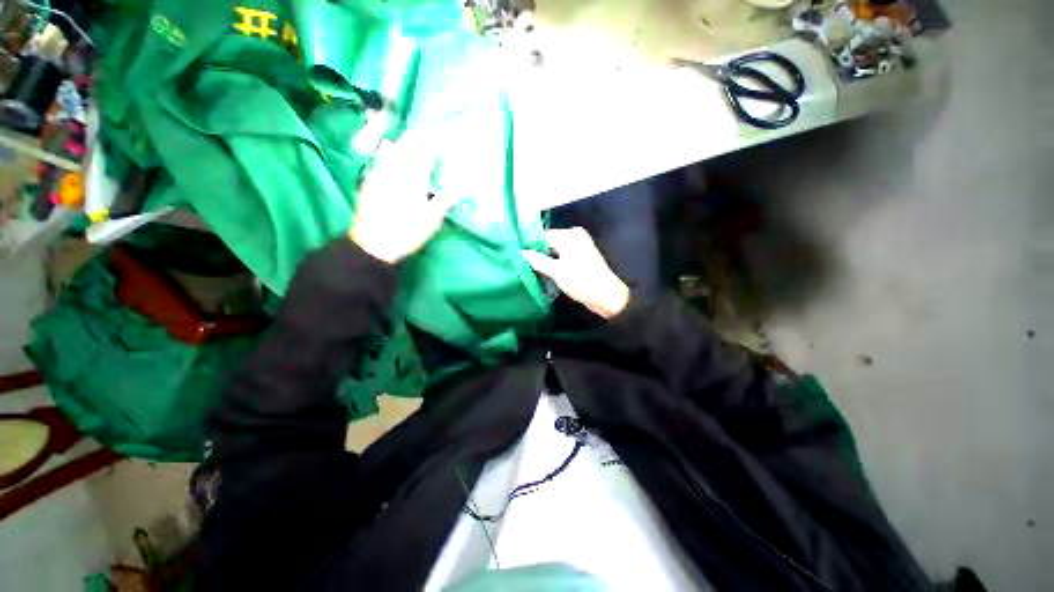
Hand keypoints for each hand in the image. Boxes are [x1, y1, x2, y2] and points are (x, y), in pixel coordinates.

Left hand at [349, 137, 457, 263]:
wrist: (374, 243)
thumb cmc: (408, 232)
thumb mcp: (432, 220)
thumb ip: (445, 200)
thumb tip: (459, 188)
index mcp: (415, 178)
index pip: (425, 155)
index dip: (432, 147)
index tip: (438, 143)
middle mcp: (396, 171)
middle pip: (405, 148)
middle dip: (414, 141)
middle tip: (421, 138)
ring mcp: (379, 175)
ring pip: (387, 151)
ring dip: (396, 145)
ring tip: (400, 143)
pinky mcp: (367, 182)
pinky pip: (375, 162)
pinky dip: (381, 157)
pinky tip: (383, 161)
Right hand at [523, 228, 630, 319]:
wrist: (607, 296)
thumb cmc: (581, 281)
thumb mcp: (557, 271)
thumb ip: (537, 260)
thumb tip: (521, 253)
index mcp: (570, 235)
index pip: (543, 235)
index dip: (529, 245)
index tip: (516, 255)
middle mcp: (575, 237)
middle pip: (548, 242)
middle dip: (536, 253)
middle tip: (520, 263)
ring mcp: (579, 247)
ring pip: (554, 251)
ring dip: (544, 260)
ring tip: (528, 269)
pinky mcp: (580, 258)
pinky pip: (561, 257)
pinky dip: (553, 263)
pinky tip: (541, 272)